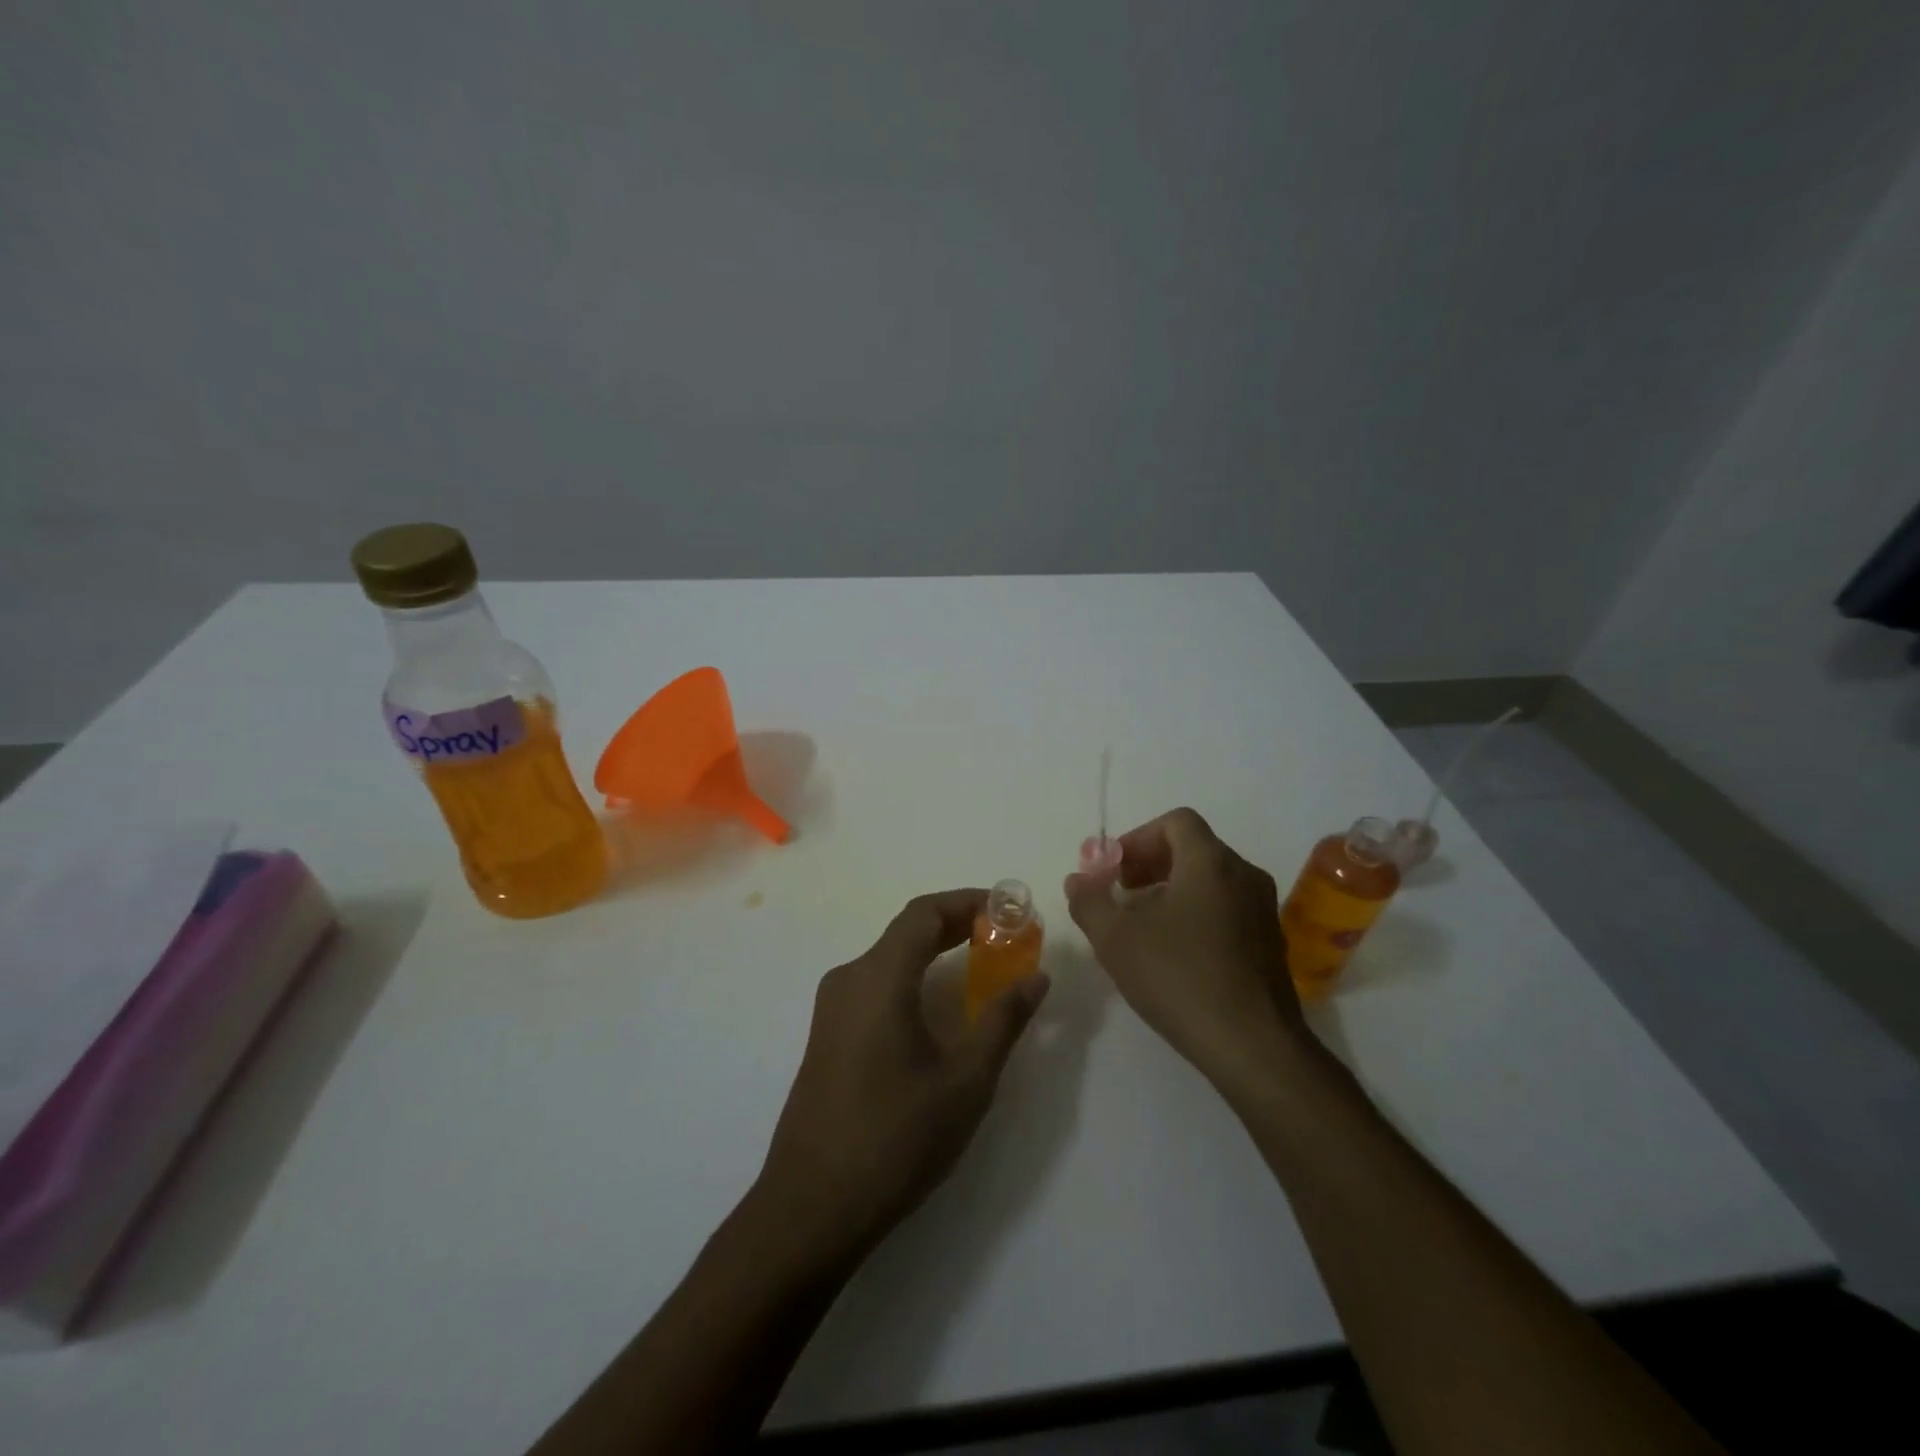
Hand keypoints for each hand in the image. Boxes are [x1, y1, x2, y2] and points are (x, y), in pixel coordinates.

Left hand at [755, 889, 1049, 1261]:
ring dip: (934, 950)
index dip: (969, 901)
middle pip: (906, 931)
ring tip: (980, 963)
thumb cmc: (895, 1138)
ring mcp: (832, 1008)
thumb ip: (1003, 1020)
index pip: (924, 913)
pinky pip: (875, 985)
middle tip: (1004, 933)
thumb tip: (1037, 977)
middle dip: (956, 924)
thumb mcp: (965, 1081)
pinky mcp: (827, 1035)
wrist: (811, 1207)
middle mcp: (849, 978)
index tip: (1009, 908)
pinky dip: (913, 976)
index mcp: (878, 977)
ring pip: (889, 958)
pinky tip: (938, 1006)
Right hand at [1065, 808, 1306, 1093]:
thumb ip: (1089, 901)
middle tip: (1120, 893)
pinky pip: (1227, 908)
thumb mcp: (1115, 938)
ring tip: (1141, 926)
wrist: (1252, 1045)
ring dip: (1171, 890)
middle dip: (1150, 864)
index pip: (1176, 822)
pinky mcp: (1270, 943)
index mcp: (1210, 862)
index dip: (1138, 837)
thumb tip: (1077, 879)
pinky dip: (1196, 913)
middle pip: (1193, 848)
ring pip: (1210, 880)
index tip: (1114, 869)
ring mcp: (1263, 910)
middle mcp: (1244, 875)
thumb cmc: (1179, 978)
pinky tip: (1174, 954)